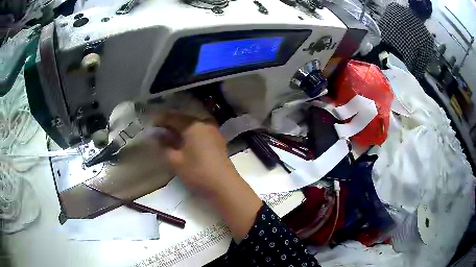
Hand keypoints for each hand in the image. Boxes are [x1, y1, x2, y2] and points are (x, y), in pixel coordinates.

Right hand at [154, 110, 261, 241]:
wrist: (224, 186)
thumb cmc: (198, 172)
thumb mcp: (176, 161)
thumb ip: (164, 145)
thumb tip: (156, 135)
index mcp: (193, 124)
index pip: (172, 117)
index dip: (160, 120)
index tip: (151, 126)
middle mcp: (205, 123)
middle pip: (183, 119)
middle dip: (170, 124)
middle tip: (159, 132)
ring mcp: (213, 131)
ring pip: (192, 125)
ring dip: (180, 129)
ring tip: (170, 137)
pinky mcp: (218, 140)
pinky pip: (200, 132)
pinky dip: (190, 134)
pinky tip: (184, 142)